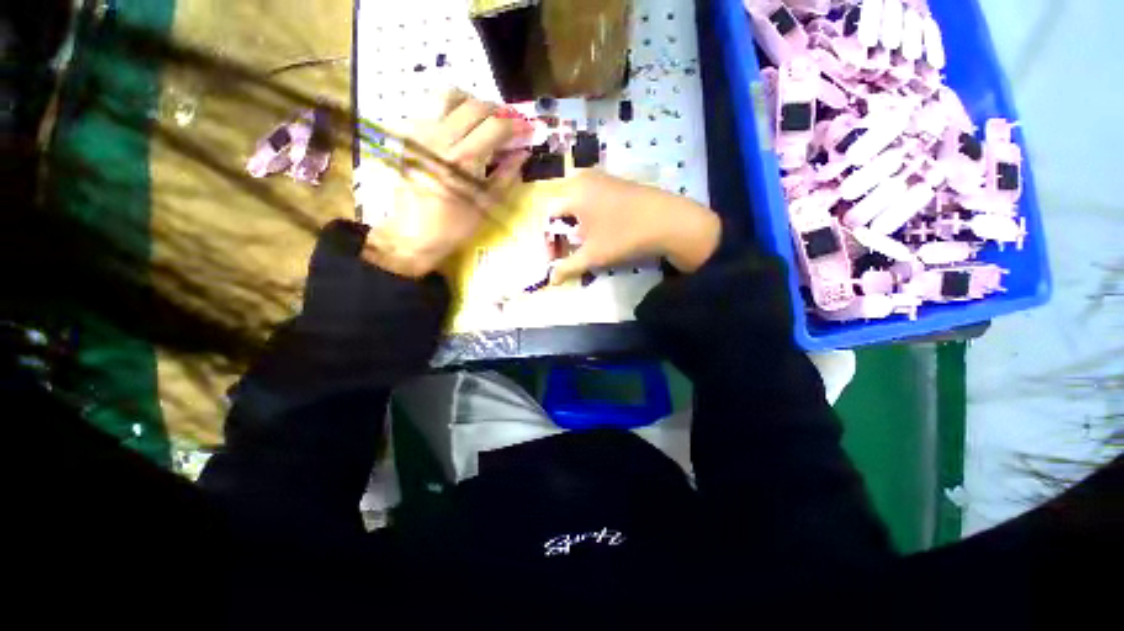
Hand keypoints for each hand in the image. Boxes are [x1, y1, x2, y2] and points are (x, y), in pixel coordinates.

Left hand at [363, 91, 528, 277]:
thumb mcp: (487, 204)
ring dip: (473, 102)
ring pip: (449, 95)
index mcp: (464, 159)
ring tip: (483, 119)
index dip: (516, 125)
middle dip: (498, 111)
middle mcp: (441, 138)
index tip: (528, 130)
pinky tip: (460, 126)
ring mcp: (422, 132)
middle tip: (509, 125)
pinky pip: (432, 106)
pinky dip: (452, 108)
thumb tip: (523, 153)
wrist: (414, 233)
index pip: (495, 126)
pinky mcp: (410, 134)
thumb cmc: (455, 225)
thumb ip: (506, 175)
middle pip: (475, 105)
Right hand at [546, 171, 721, 283]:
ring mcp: (603, 177)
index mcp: (573, 192)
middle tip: (572, 247)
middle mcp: (584, 178)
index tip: (558, 255)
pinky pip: (594, 196)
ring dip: (577, 220)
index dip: (550, 237)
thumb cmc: (624, 236)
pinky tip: (604, 226)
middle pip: (562, 204)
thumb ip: (568, 267)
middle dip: (563, 228)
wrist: (669, 221)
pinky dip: (591, 212)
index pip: (549, 213)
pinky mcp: (618, 181)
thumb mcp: (593, 255)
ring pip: (578, 199)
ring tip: (587, 239)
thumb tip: (551, 280)